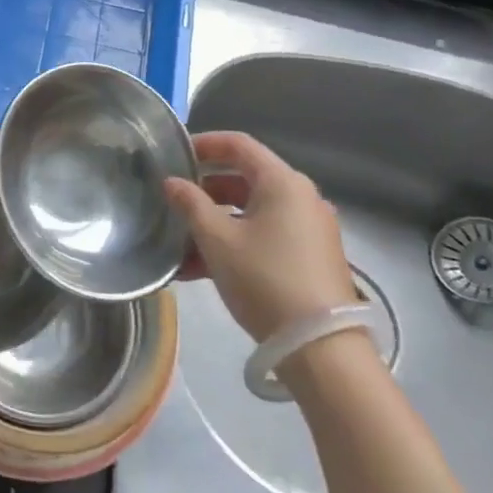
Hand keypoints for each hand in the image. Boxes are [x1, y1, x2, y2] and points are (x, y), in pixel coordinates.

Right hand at [164, 132, 356, 343]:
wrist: (320, 348)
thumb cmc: (265, 279)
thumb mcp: (217, 240)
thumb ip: (190, 204)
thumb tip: (171, 182)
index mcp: (283, 182)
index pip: (239, 144)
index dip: (204, 144)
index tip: (175, 155)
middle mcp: (301, 197)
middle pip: (246, 178)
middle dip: (205, 190)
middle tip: (173, 201)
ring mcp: (309, 229)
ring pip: (253, 211)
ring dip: (216, 222)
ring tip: (181, 244)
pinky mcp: (311, 257)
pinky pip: (266, 235)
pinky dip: (236, 242)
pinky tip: (201, 269)